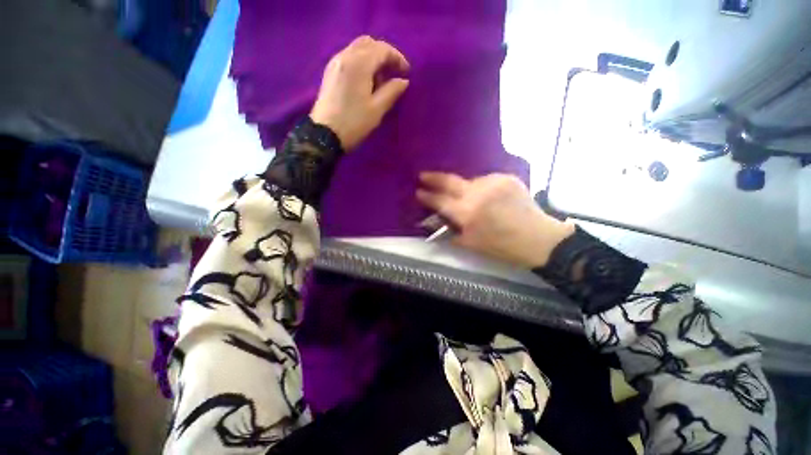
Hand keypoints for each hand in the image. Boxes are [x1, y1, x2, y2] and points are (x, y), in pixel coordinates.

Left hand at [310, 36, 409, 150]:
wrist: (325, 135)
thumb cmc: (354, 123)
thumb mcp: (377, 109)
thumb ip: (392, 91)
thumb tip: (403, 81)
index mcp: (358, 64)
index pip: (382, 49)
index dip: (397, 58)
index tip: (406, 73)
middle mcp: (345, 56)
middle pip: (368, 43)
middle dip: (384, 55)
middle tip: (394, 73)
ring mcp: (335, 63)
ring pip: (358, 49)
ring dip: (373, 59)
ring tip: (381, 80)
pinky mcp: (330, 72)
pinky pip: (349, 58)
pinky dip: (361, 63)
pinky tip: (366, 81)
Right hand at [416, 172, 575, 267]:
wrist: (538, 238)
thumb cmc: (502, 246)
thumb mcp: (472, 245)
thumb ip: (452, 232)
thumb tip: (440, 223)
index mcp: (467, 213)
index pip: (440, 201)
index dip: (427, 197)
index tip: (418, 192)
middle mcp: (477, 193)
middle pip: (450, 181)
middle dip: (433, 178)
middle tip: (423, 175)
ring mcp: (492, 182)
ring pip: (469, 181)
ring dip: (464, 188)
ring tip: (468, 198)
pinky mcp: (506, 178)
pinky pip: (486, 180)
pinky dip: (482, 188)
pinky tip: (488, 197)